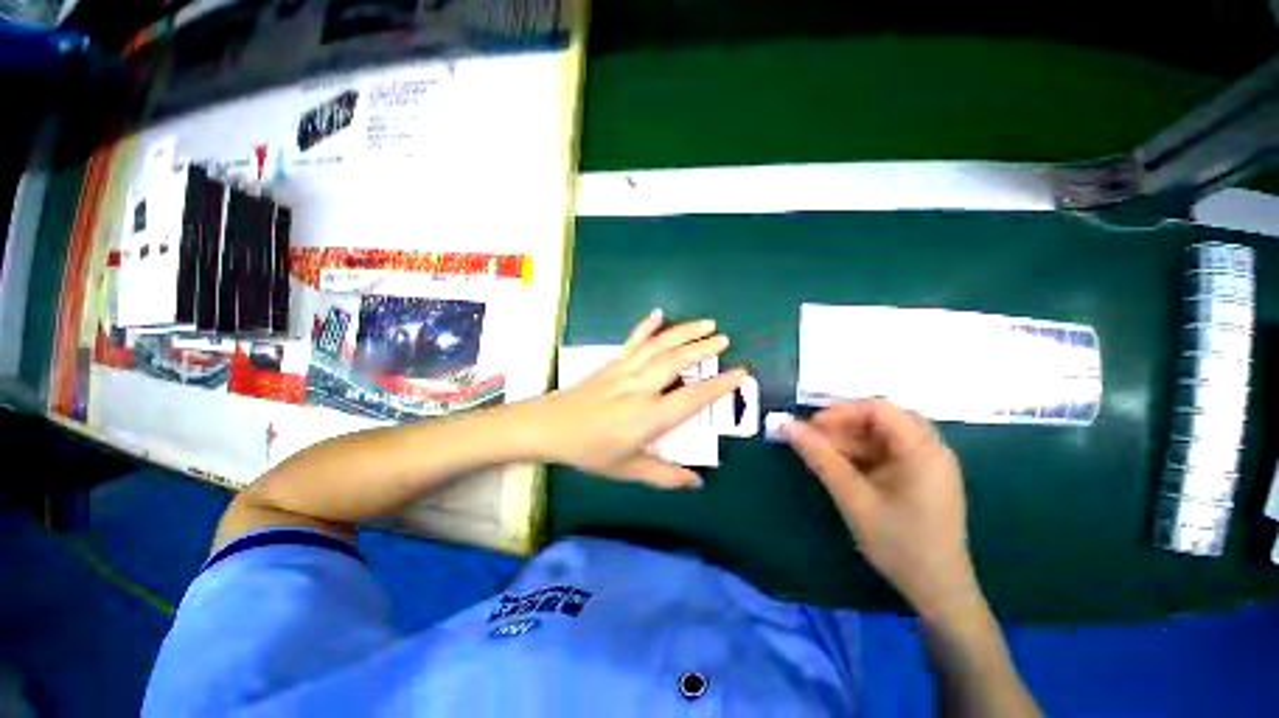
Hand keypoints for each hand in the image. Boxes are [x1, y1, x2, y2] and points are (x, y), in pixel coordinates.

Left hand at [530, 310, 745, 488]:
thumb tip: (697, 483)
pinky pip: (633, 340)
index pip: (692, 399)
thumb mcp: (628, 469)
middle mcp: (640, 388)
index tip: (739, 373)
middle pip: (677, 362)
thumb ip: (664, 476)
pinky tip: (658, 313)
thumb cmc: (589, 451)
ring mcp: (625, 370)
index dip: (718, 386)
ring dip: (684, 332)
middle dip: (704, 349)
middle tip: (725, 339)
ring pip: (660, 346)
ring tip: (707, 323)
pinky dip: (647, 325)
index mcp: (647, 417)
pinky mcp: (612, 362)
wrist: (550, 427)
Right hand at [782, 399, 980, 618]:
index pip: (878, 408)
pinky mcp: (923, 476)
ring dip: (852, 439)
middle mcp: (932, 449)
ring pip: (884, 434)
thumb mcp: (853, 498)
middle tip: (816, 439)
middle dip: (845, 424)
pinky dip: (863, 453)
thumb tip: (787, 426)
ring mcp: (930, 463)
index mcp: (923, 451)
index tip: (811, 427)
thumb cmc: (899, 544)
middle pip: (883, 418)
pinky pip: (889, 451)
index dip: (841, 411)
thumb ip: (820, 458)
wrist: (938, 591)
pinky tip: (845, 467)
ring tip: (824, 454)